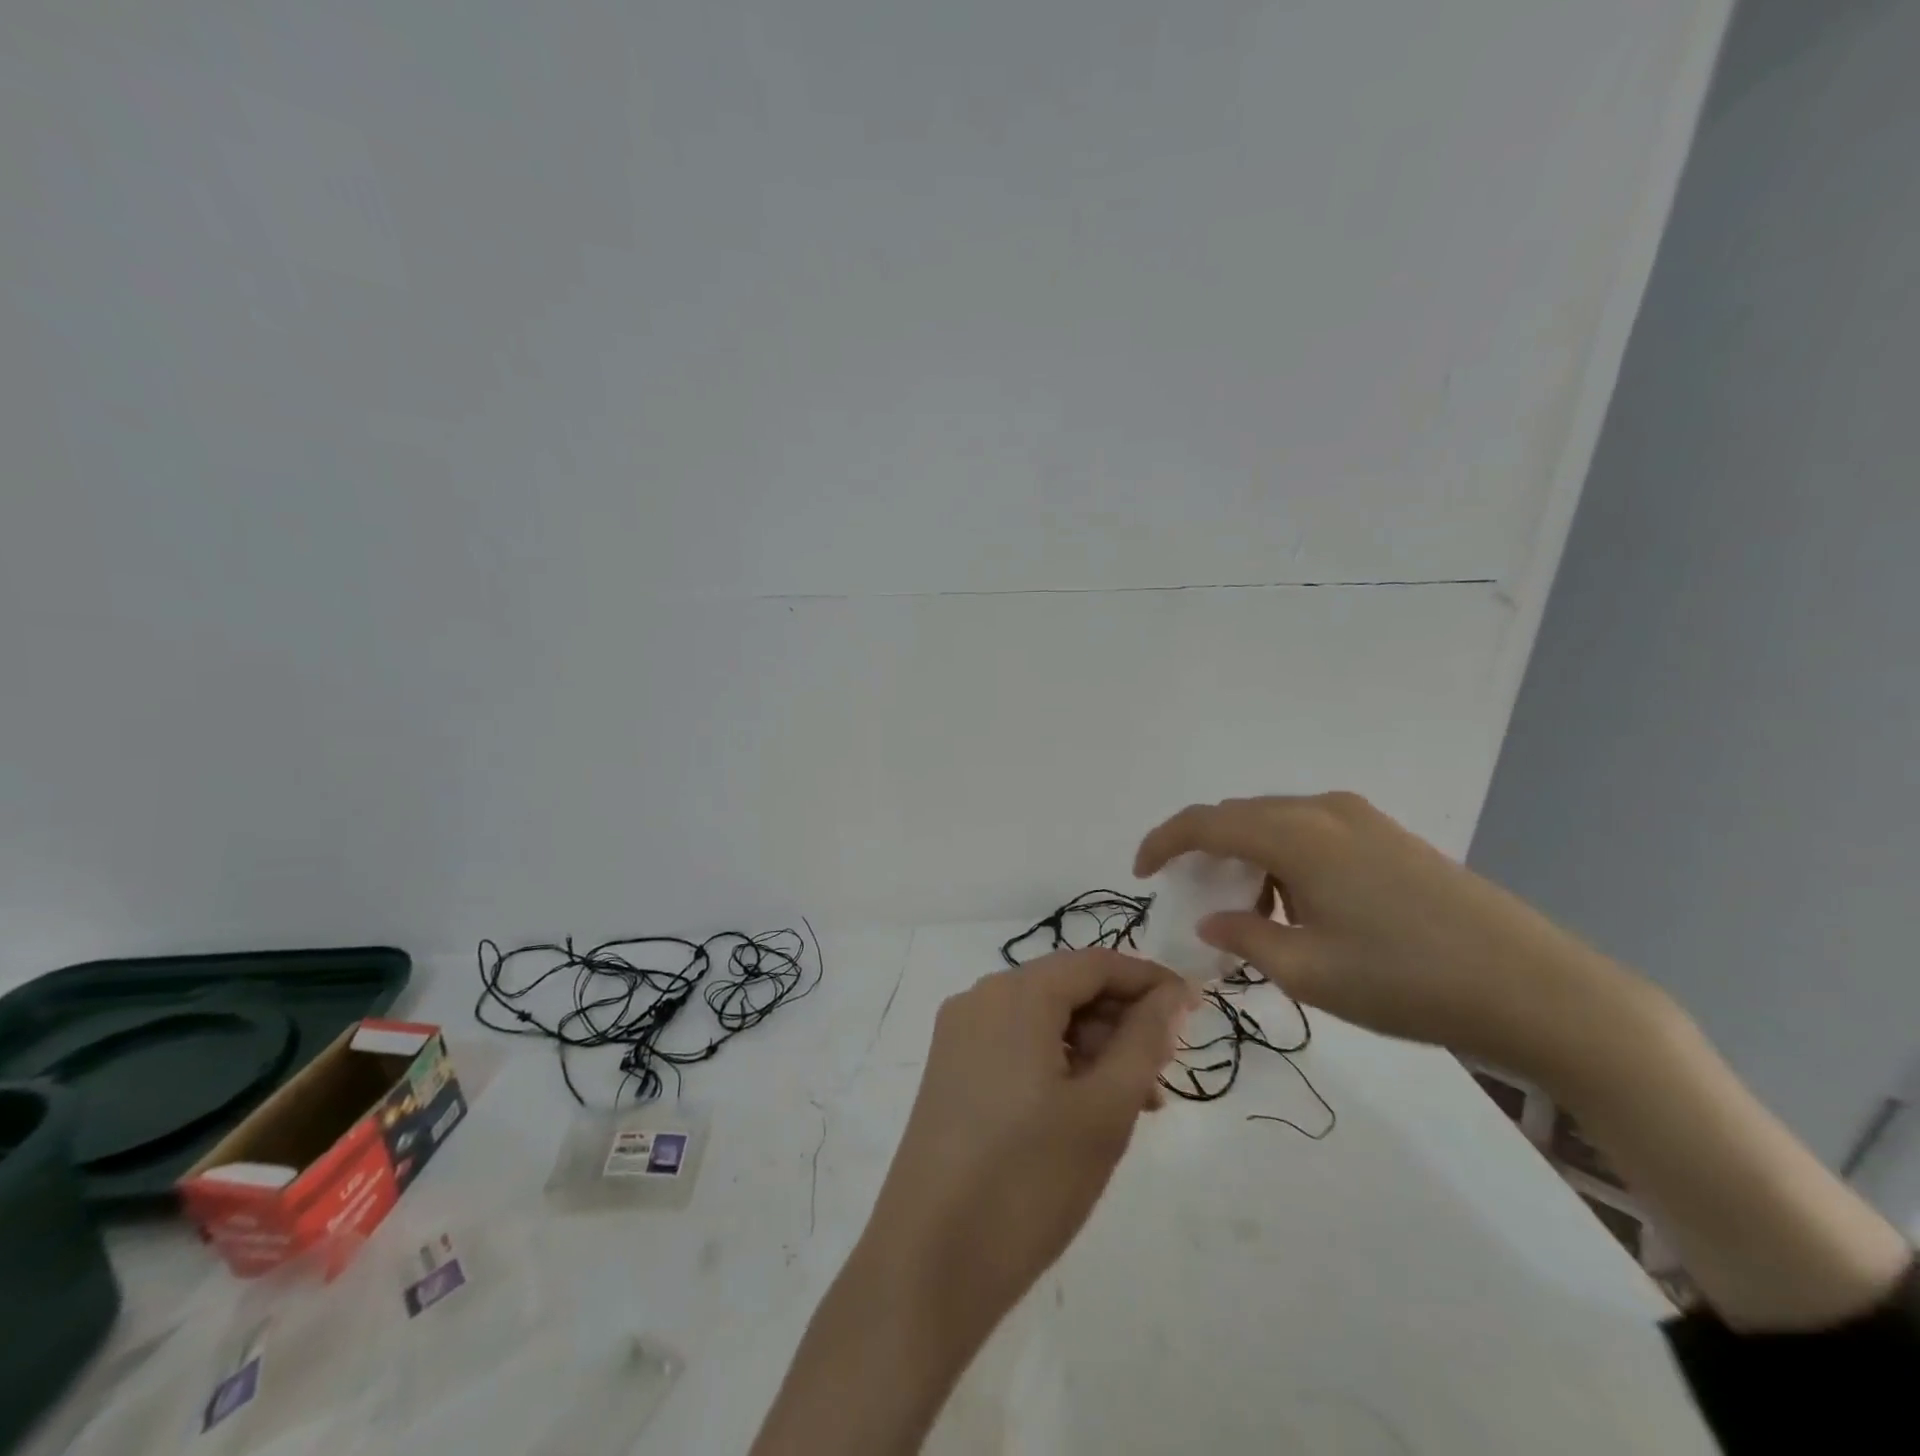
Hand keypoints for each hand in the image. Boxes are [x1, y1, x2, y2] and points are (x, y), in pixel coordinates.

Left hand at [863, 950, 1193, 1341]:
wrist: (929, 1263)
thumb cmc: (1029, 1180)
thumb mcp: (1104, 1109)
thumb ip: (1144, 1041)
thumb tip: (1173, 994)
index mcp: (1015, 993)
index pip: (1095, 964)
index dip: (1149, 981)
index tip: (1195, 1011)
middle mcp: (980, 998)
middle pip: (1066, 988)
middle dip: (1121, 1021)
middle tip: (1165, 1073)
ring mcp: (959, 1035)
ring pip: (1043, 1020)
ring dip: (1093, 1049)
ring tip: (1135, 1105)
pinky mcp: (950, 1071)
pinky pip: (1017, 1046)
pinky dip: (1059, 1064)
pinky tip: (1086, 1111)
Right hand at [1134, 792, 1648, 1089]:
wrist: (1539, 990)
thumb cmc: (1409, 982)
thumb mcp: (1310, 973)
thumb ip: (1246, 939)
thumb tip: (1214, 921)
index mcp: (1297, 835)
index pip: (1205, 822)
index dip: (1163, 842)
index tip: (1141, 874)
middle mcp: (1325, 811)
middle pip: (1239, 816)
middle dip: (1204, 851)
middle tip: (1192, 899)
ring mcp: (1364, 819)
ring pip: (1277, 823)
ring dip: (1247, 857)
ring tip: (1249, 912)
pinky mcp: (1392, 837)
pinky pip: (1313, 833)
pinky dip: (1285, 859)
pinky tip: (1300, 906)